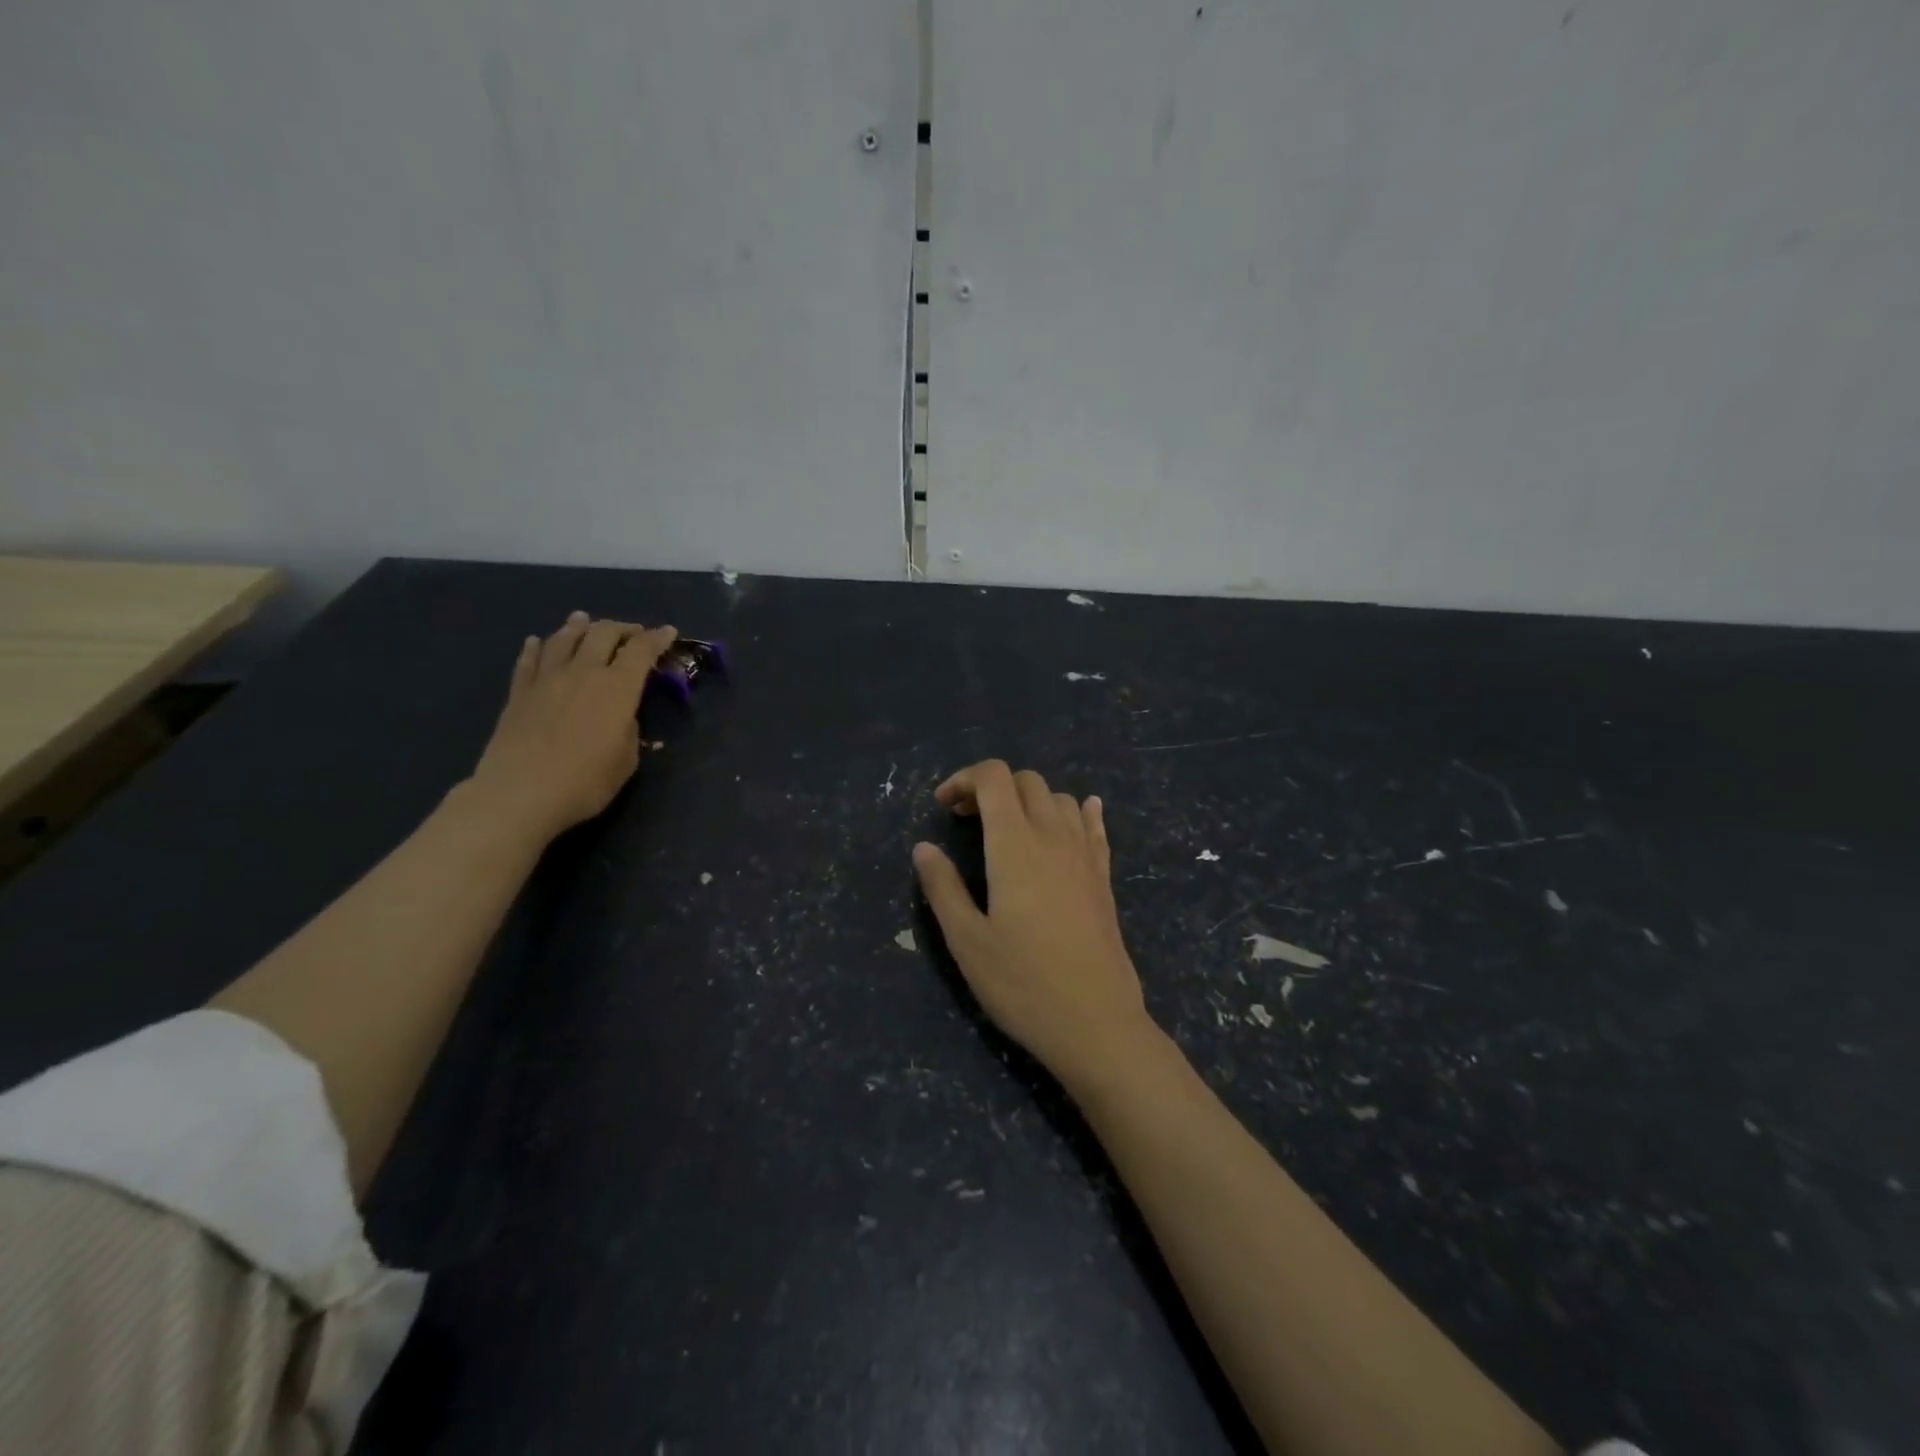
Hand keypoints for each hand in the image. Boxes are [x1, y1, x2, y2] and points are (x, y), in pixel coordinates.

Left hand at [465, 612, 676, 842]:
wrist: (520, 794)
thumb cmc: (585, 781)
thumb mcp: (626, 761)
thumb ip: (629, 731)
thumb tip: (623, 719)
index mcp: (617, 687)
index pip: (641, 651)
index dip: (657, 638)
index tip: (669, 632)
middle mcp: (583, 672)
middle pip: (602, 634)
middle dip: (622, 628)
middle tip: (632, 633)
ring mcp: (547, 679)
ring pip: (564, 639)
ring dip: (578, 627)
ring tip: (584, 620)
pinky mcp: (519, 693)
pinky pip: (528, 660)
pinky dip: (536, 647)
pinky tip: (537, 642)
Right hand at [912, 760, 1158, 1090]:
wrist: (1096, 1023)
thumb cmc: (1022, 983)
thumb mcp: (967, 941)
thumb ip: (943, 888)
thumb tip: (924, 848)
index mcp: (1015, 844)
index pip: (994, 777)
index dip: (964, 778)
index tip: (942, 807)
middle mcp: (1053, 836)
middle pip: (1026, 781)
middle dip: (992, 787)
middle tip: (966, 820)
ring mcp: (1085, 855)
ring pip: (1060, 799)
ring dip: (1029, 800)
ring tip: (1008, 830)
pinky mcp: (1104, 878)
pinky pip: (1093, 826)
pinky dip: (1078, 812)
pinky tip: (1077, 815)